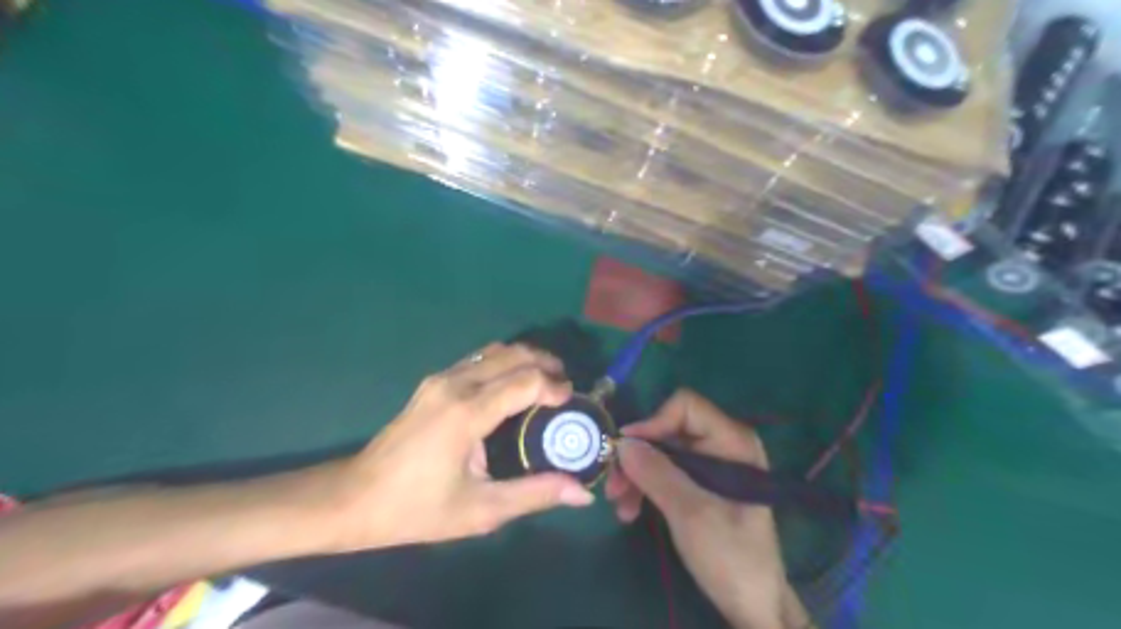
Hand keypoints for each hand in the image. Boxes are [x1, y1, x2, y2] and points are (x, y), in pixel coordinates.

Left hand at [327, 343, 595, 549]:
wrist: (353, 498)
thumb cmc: (416, 509)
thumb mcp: (480, 510)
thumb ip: (535, 495)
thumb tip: (582, 493)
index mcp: (467, 413)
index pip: (524, 381)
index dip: (554, 386)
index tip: (572, 401)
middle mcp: (455, 384)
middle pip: (512, 355)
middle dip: (546, 363)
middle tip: (566, 386)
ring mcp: (440, 379)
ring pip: (494, 352)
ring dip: (525, 359)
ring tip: (546, 380)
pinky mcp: (433, 383)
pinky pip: (478, 361)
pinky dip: (505, 364)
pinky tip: (512, 385)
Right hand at [610, 390, 800, 625]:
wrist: (754, 605)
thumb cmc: (731, 557)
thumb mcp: (690, 513)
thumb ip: (657, 474)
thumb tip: (623, 443)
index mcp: (732, 442)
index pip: (686, 407)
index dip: (653, 422)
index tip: (626, 450)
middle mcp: (721, 445)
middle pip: (668, 431)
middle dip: (638, 456)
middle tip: (613, 486)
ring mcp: (711, 466)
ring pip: (662, 453)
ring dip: (636, 475)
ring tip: (620, 506)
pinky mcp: (700, 486)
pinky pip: (665, 473)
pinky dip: (645, 487)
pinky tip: (631, 511)